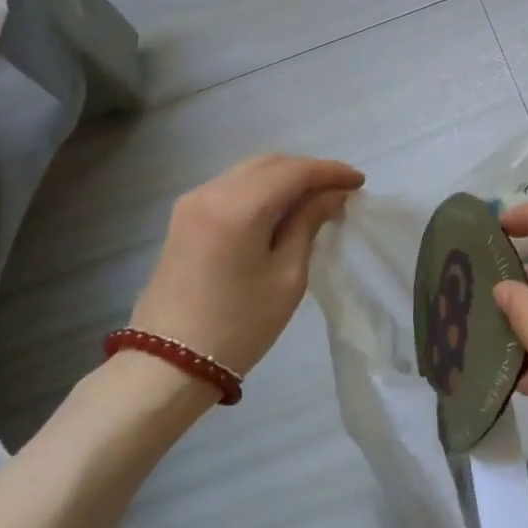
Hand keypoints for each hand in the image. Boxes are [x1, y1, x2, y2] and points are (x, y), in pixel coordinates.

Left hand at [130, 155, 364, 376]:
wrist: (168, 364)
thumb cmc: (238, 325)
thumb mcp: (287, 277)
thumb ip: (308, 225)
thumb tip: (331, 195)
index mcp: (239, 207)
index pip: (295, 171)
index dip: (331, 172)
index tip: (359, 183)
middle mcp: (211, 192)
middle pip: (270, 163)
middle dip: (308, 172)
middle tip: (339, 192)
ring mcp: (192, 202)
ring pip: (249, 172)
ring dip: (284, 178)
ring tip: (314, 201)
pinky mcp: (184, 217)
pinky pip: (231, 187)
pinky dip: (261, 189)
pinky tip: (280, 210)